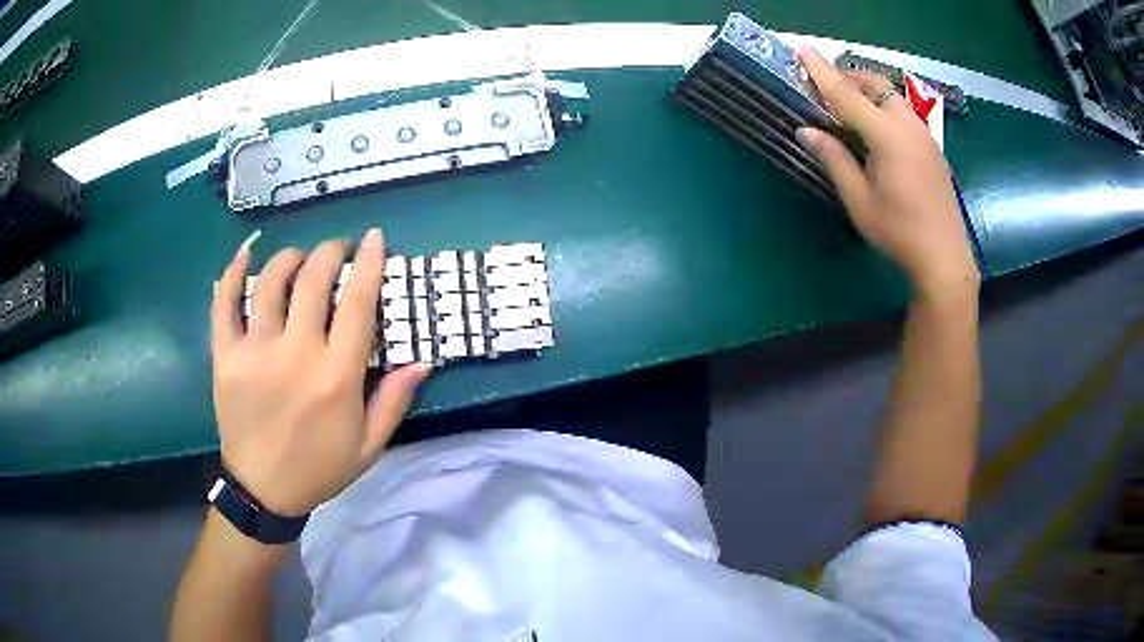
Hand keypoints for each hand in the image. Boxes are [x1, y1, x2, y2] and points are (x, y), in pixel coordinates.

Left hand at [210, 229, 431, 516]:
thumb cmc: (320, 467)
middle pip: (313, 279)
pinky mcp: (225, 357)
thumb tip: (423, 358)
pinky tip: (245, 255)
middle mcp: (295, 354)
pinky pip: (223, 305)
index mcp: (336, 376)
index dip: (369, 263)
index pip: (358, 303)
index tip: (374, 238)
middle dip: (330, 252)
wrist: (263, 490)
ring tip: (300, 258)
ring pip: (270, 282)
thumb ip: (395, 400)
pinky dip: (232, 274)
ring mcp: (254, 352)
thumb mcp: (369, 444)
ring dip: (290, 258)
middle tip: (338, 249)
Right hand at [795, 47, 980, 300]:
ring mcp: (925, 134)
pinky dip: (884, 109)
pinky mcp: (933, 146)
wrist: (946, 258)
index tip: (803, 50)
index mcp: (888, 137)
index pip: (847, 94)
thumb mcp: (859, 201)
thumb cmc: (900, 233)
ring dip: (868, 94)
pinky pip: (904, 112)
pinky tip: (878, 134)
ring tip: (850, 113)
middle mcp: (909, 126)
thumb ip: (834, 160)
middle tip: (826, 94)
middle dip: (848, 80)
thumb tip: (806, 131)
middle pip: (875, 84)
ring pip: (892, 96)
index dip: (821, 72)